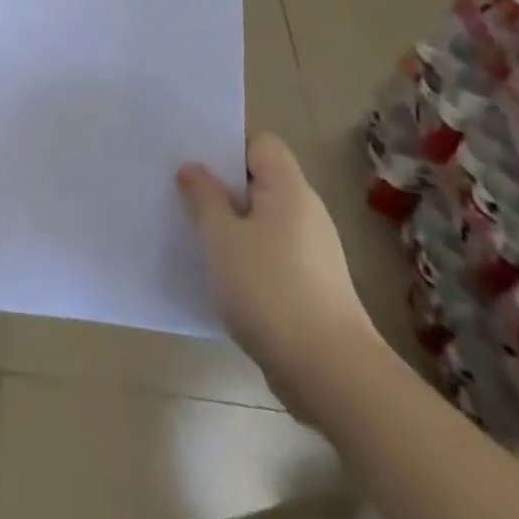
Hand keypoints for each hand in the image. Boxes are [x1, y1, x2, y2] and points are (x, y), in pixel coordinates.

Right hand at [179, 132, 381, 413]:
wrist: (332, 374)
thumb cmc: (270, 290)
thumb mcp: (220, 238)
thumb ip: (203, 198)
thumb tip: (193, 168)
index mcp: (288, 188)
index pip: (260, 143)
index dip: (228, 146)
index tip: (196, 163)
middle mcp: (307, 211)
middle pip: (261, 181)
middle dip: (224, 187)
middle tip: (186, 196)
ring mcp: (315, 251)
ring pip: (265, 221)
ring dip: (234, 226)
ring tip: (197, 237)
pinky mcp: (315, 287)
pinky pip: (274, 254)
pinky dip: (249, 258)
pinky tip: (224, 278)